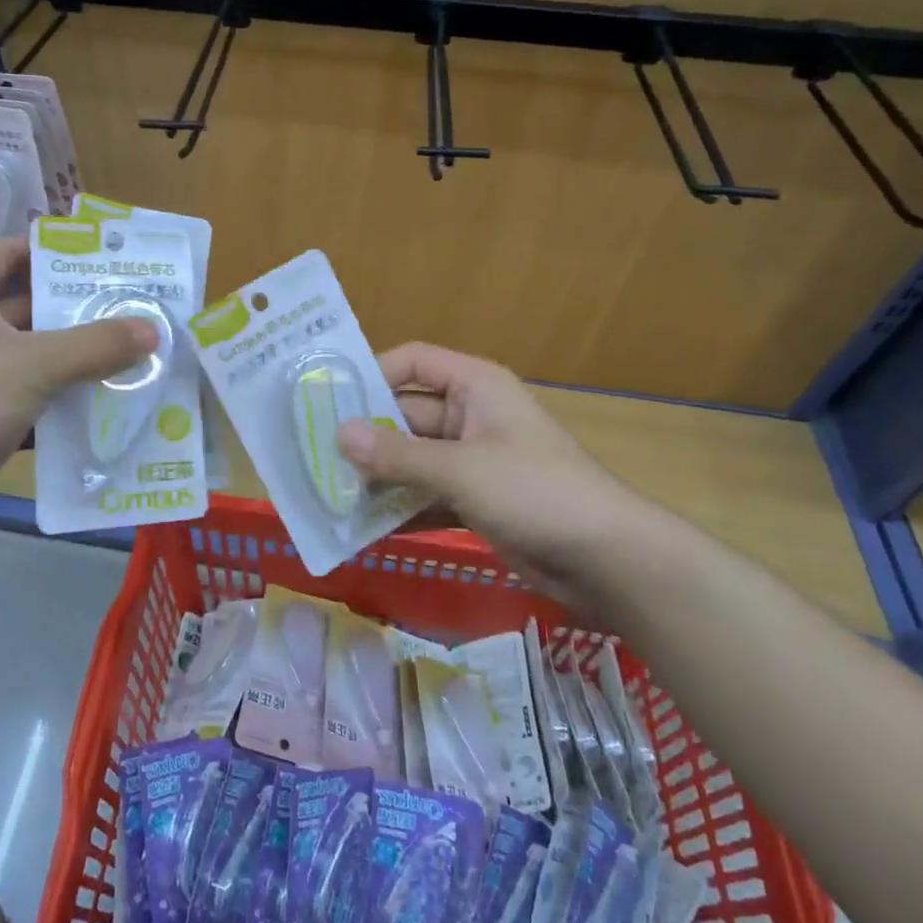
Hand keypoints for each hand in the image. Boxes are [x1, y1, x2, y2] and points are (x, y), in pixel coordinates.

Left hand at [0, 237, 156, 552]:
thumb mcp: (33, 365)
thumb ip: (94, 345)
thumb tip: (151, 329)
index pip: (6, 254)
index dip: (46, 248)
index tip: (96, 256)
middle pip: (28, 309)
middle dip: (76, 310)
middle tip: (132, 310)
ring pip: (33, 359)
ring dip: (75, 361)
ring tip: (131, 356)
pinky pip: (30, 402)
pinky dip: (61, 405)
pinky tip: (103, 409)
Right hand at [334, 342, 666, 606]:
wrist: (609, 560)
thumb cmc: (535, 491)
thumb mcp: (460, 469)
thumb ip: (397, 455)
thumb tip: (338, 434)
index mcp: (474, 387)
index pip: (412, 362)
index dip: (370, 373)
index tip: (326, 399)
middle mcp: (471, 416)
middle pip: (405, 414)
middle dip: (365, 436)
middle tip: (313, 454)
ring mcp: (474, 461)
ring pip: (413, 459)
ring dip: (377, 476)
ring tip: (326, 491)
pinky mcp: (477, 501)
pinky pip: (427, 495)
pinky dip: (400, 507)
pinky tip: (362, 525)